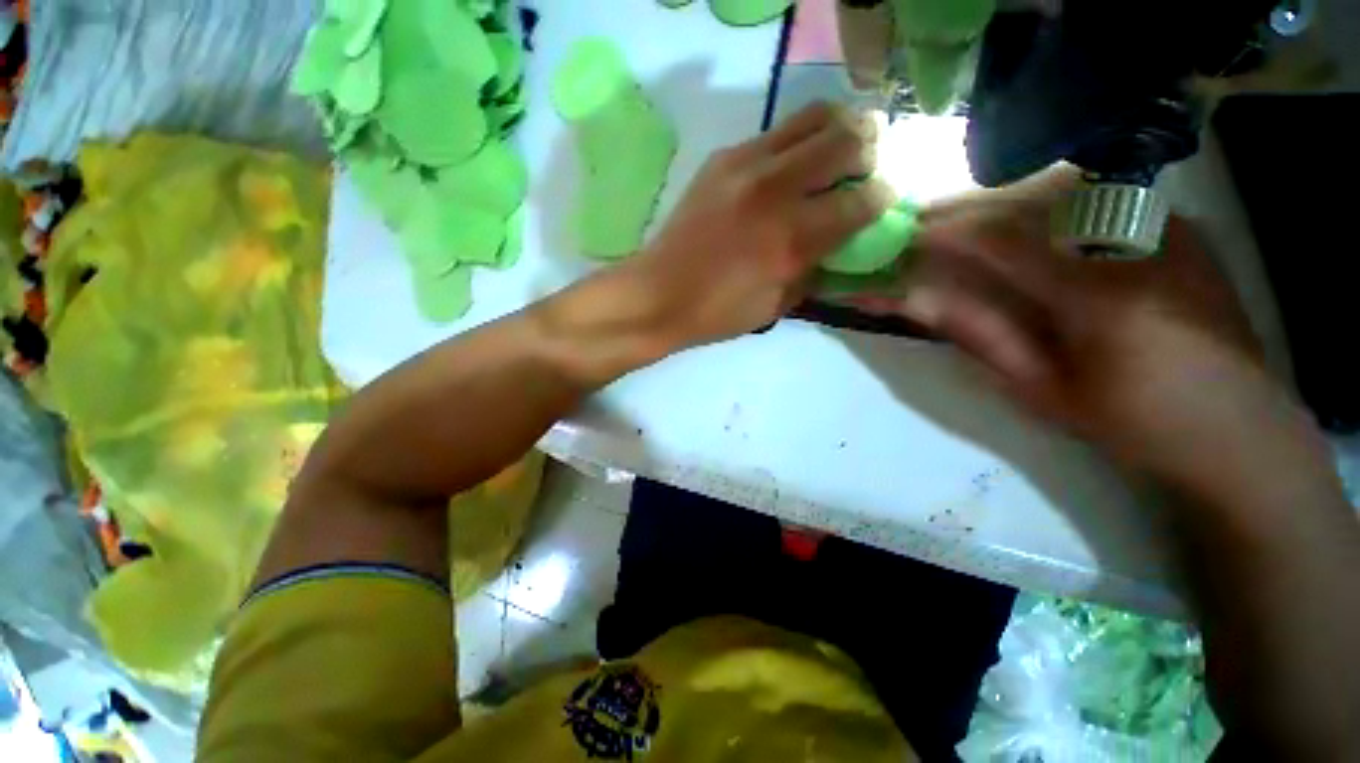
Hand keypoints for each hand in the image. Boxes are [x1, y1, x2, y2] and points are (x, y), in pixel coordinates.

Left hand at [624, 102, 893, 350]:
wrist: (659, 293)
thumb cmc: (717, 312)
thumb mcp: (776, 305)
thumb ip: (814, 270)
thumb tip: (840, 245)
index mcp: (792, 238)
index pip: (861, 201)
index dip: (881, 199)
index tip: (880, 201)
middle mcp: (775, 190)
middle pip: (846, 140)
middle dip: (868, 150)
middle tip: (863, 168)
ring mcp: (746, 165)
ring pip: (813, 118)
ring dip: (837, 130)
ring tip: (836, 151)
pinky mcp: (722, 158)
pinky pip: (774, 132)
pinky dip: (795, 141)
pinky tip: (789, 164)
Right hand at [854, 186, 1297, 488]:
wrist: (1238, 429)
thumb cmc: (1131, 422)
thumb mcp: (1042, 389)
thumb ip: (980, 335)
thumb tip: (918, 301)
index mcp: (1099, 298)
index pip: (1004, 242)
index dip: (948, 231)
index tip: (905, 231)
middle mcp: (1137, 245)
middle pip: (1032, 203)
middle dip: (970, 209)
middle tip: (925, 220)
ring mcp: (1166, 228)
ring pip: (1067, 190)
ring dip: (1006, 201)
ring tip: (967, 221)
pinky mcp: (1180, 227)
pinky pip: (1102, 198)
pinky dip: (1050, 203)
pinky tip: (1032, 224)